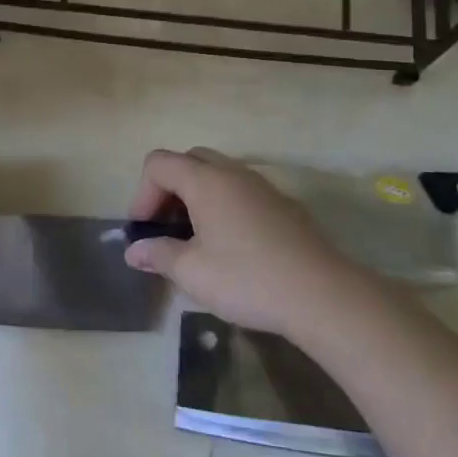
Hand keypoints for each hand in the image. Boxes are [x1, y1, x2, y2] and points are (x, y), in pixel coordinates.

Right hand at [125, 148, 371, 341]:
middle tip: (166, 228)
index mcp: (206, 181)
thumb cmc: (247, 279)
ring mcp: (262, 186)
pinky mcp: (283, 205)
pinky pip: (241, 191)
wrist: (322, 295)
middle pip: (189, 161)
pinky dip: (223, 206)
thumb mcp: (192, 272)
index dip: (142, 193)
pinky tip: (230, 246)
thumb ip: (158, 254)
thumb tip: (135, 251)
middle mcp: (233, 173)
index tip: (144, 230)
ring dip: (197, 197)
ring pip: (218, 174)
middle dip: (168, 189)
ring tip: (195, 239)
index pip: (159, 163)